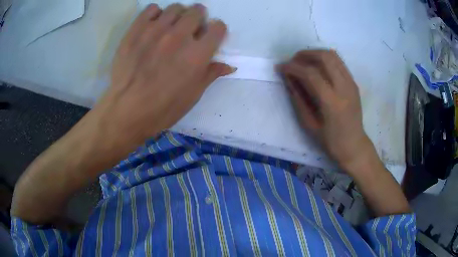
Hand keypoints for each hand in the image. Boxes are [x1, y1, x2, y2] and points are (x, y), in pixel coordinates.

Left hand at [93, 3, 233, 148]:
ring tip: (171, 27)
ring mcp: (155, 30)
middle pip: (197, 11)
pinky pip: (151, 9)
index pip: (218, 27)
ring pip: (175, 7)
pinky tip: (153, 25)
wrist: (126, 110)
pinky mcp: (136, 30)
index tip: (210, 36)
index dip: (216, 30)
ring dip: (178, 15)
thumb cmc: (163, 108)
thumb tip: (229, 65)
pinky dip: (155, 14)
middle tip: (191, 29)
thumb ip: (211, 74)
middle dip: (198, 18)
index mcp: (197, 54)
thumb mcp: (192, 96)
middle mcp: (179, 36)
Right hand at [279, 50, 372, 170]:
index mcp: (332, 101)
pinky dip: (325, 59)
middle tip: (293, 61)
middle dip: (305, 54)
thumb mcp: (309, 124)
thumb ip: (297, 98)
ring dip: (315, 54)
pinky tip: (317, 67)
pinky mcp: (353, 82)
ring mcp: (351, 83)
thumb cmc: (330, 141)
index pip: (310, 73)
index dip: (292, 67)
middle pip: (324, 57)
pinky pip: (339, 62)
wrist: (354, 145)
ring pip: (333, 55)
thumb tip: (287, 78)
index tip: (280, 67)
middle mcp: (344, 87)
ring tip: (304, 61)